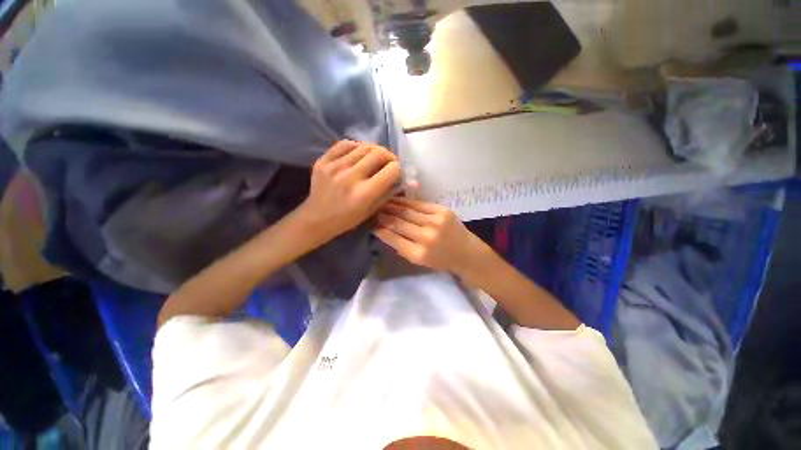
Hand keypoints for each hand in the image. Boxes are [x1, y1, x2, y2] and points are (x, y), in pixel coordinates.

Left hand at [297, 140, 399, 240]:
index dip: (398, 169)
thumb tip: (400, 179)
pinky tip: (358, 154)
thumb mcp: (371, 211)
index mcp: (364, 193)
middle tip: (389, 162)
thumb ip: (387, 193)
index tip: (397, 172)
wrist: (316, 218)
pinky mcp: (323, 161)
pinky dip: (356, 147)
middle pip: (378, 153)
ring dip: (374, 150)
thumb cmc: (347, 219)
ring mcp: (334, 166)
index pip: (391, 170)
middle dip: (389, 156)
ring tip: (375, 158)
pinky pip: (344, 144)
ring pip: (363, 146)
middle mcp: (350, 177)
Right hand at [374, 197, 489, 275]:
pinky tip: (397, 199)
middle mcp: (426, 237)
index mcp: (418, 254)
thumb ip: (400, 246)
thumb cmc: (440, 260)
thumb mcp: (418, 261)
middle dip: (383, 215)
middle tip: (373, 209)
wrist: (466, 252)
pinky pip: (419, 204)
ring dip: (392, 205)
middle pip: (398, 222)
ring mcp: (435, 222)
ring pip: (407, 210)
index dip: (379, 229)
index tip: (371, 223)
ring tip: (382, 201)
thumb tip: (383, 230)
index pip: (392, 238)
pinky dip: (406, 202)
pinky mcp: (442, 210)